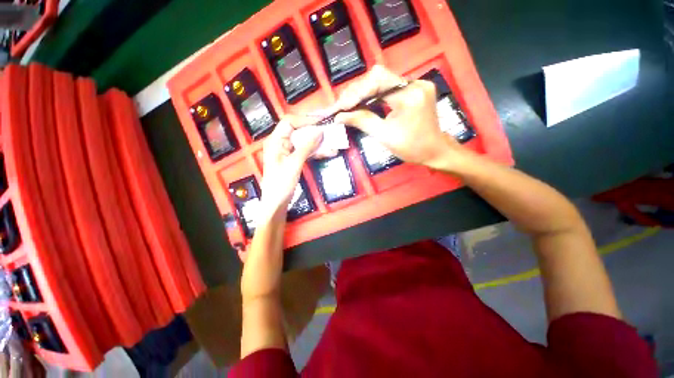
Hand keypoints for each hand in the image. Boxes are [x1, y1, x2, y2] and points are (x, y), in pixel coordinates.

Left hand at [259, 116, 321, 220]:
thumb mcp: (295, 164)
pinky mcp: (294, 159)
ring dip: (318, 143)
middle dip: (315, 131)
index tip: (322, 122)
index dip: (306, 120)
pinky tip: (328, 153)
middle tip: (330, 132)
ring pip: (304, 142)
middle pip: (299, 131)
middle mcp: (281, 143)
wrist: (276, 203)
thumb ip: (307, 146)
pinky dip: (316, 152)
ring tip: (333, 144)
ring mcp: (288, 152)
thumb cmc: (281, 184)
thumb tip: (320, 131)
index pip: (290, 122)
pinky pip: (306, 151)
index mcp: (276, 141)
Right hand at [334, 65, 466, 169]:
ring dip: (364, 92)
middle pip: (378, 77)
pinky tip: (364, 103)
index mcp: (409, 96)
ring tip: (349, 105)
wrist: (434, 150)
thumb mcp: (384, 136)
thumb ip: (362, 121)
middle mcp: (415, 83)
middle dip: (357, 91)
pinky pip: (390, 86)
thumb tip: (340, 116)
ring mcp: (417, 83)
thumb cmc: (410, 148)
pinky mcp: (416, 88)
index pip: (377, 81)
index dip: (356, 92)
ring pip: (383, 81)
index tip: (341, 106)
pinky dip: (374, 94)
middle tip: (342, 106)